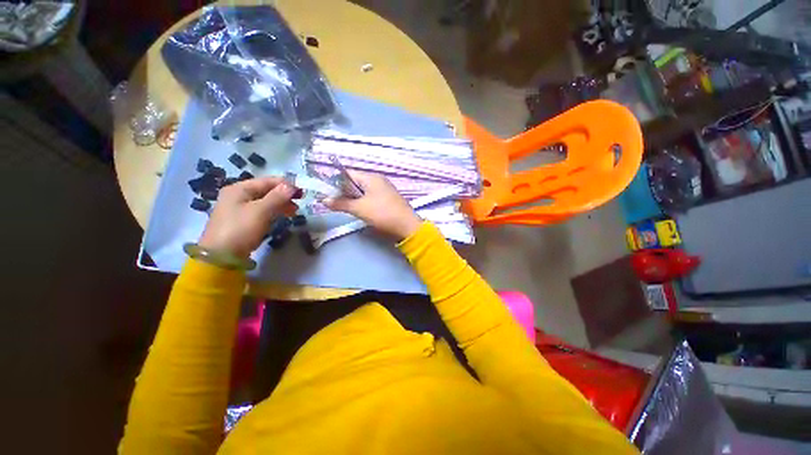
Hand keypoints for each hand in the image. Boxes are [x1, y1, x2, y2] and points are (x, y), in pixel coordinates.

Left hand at [199, 177, 298, 257]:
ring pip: (265, 202)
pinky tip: (281, 218)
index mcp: (240, 189)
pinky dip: (273, 212)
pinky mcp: (242, 221)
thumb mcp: (261, 211)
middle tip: (299, 204)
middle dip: (284, 196)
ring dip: (280, 205)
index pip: (267, 181)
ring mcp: (239, 209)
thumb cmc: (241, 229)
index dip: (286, 185)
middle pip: (266, 191)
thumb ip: (277, 197)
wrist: (221, 256)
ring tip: (293, 212)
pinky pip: (261, 212)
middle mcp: (238, 195)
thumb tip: (292, 185)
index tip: (302, 192)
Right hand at [324, 171, 421, 240]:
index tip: (327, 193)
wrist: (406, 226)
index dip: (335, 182)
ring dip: (353, 199)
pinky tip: (361, 211)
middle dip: (344, 192)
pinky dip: (363, 202)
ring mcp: (384, 189)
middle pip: (355, 182)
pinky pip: (371, 197)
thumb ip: (341, 203)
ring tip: (347, 208)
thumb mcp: (359, 208)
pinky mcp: (387, 199)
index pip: (348, 173)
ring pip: (363, 191)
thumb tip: (323, 199)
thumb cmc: (382, 213)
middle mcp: (378, 180)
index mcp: (371, 177)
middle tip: (336, 204)